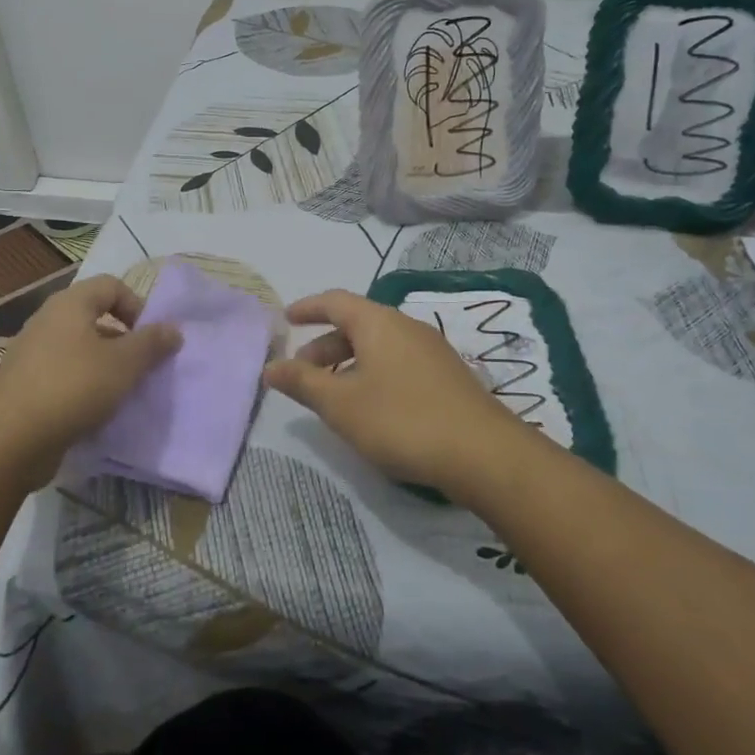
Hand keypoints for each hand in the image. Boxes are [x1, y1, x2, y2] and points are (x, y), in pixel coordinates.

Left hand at [0, 274, 180, 488]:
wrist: (8, 441)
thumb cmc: (72, 388)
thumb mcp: (124, 364)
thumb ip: (152, 343)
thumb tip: (174, 328)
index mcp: (70, 304)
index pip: (111, 285)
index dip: (137, 305)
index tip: (150, 338)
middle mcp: (47, 321)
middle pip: (95, 317)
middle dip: (123, 340)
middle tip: (141, 368)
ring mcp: (31, 353)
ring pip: (79, 349)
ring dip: (105, 367)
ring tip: (121, 394)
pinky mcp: (23, 385)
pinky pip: (63, 375)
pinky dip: (82, 387)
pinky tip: (93, 413)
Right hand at [264, 289, 524, 498]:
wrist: (484, 454)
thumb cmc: (401, 420)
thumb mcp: (341, 404)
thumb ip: (303, 383)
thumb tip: (271, 366)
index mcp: (378, 323)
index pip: (335, 301)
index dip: (307, 308)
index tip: (286, 319)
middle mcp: (406, 326)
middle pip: (356, 324)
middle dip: (324, 344)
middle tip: (302, 373)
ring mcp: (432, 351)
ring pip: (378, 346)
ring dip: (348, 362)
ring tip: (332, 395)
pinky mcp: (447, 376)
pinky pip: (398, 362)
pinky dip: (373, 373)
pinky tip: (371, 407)